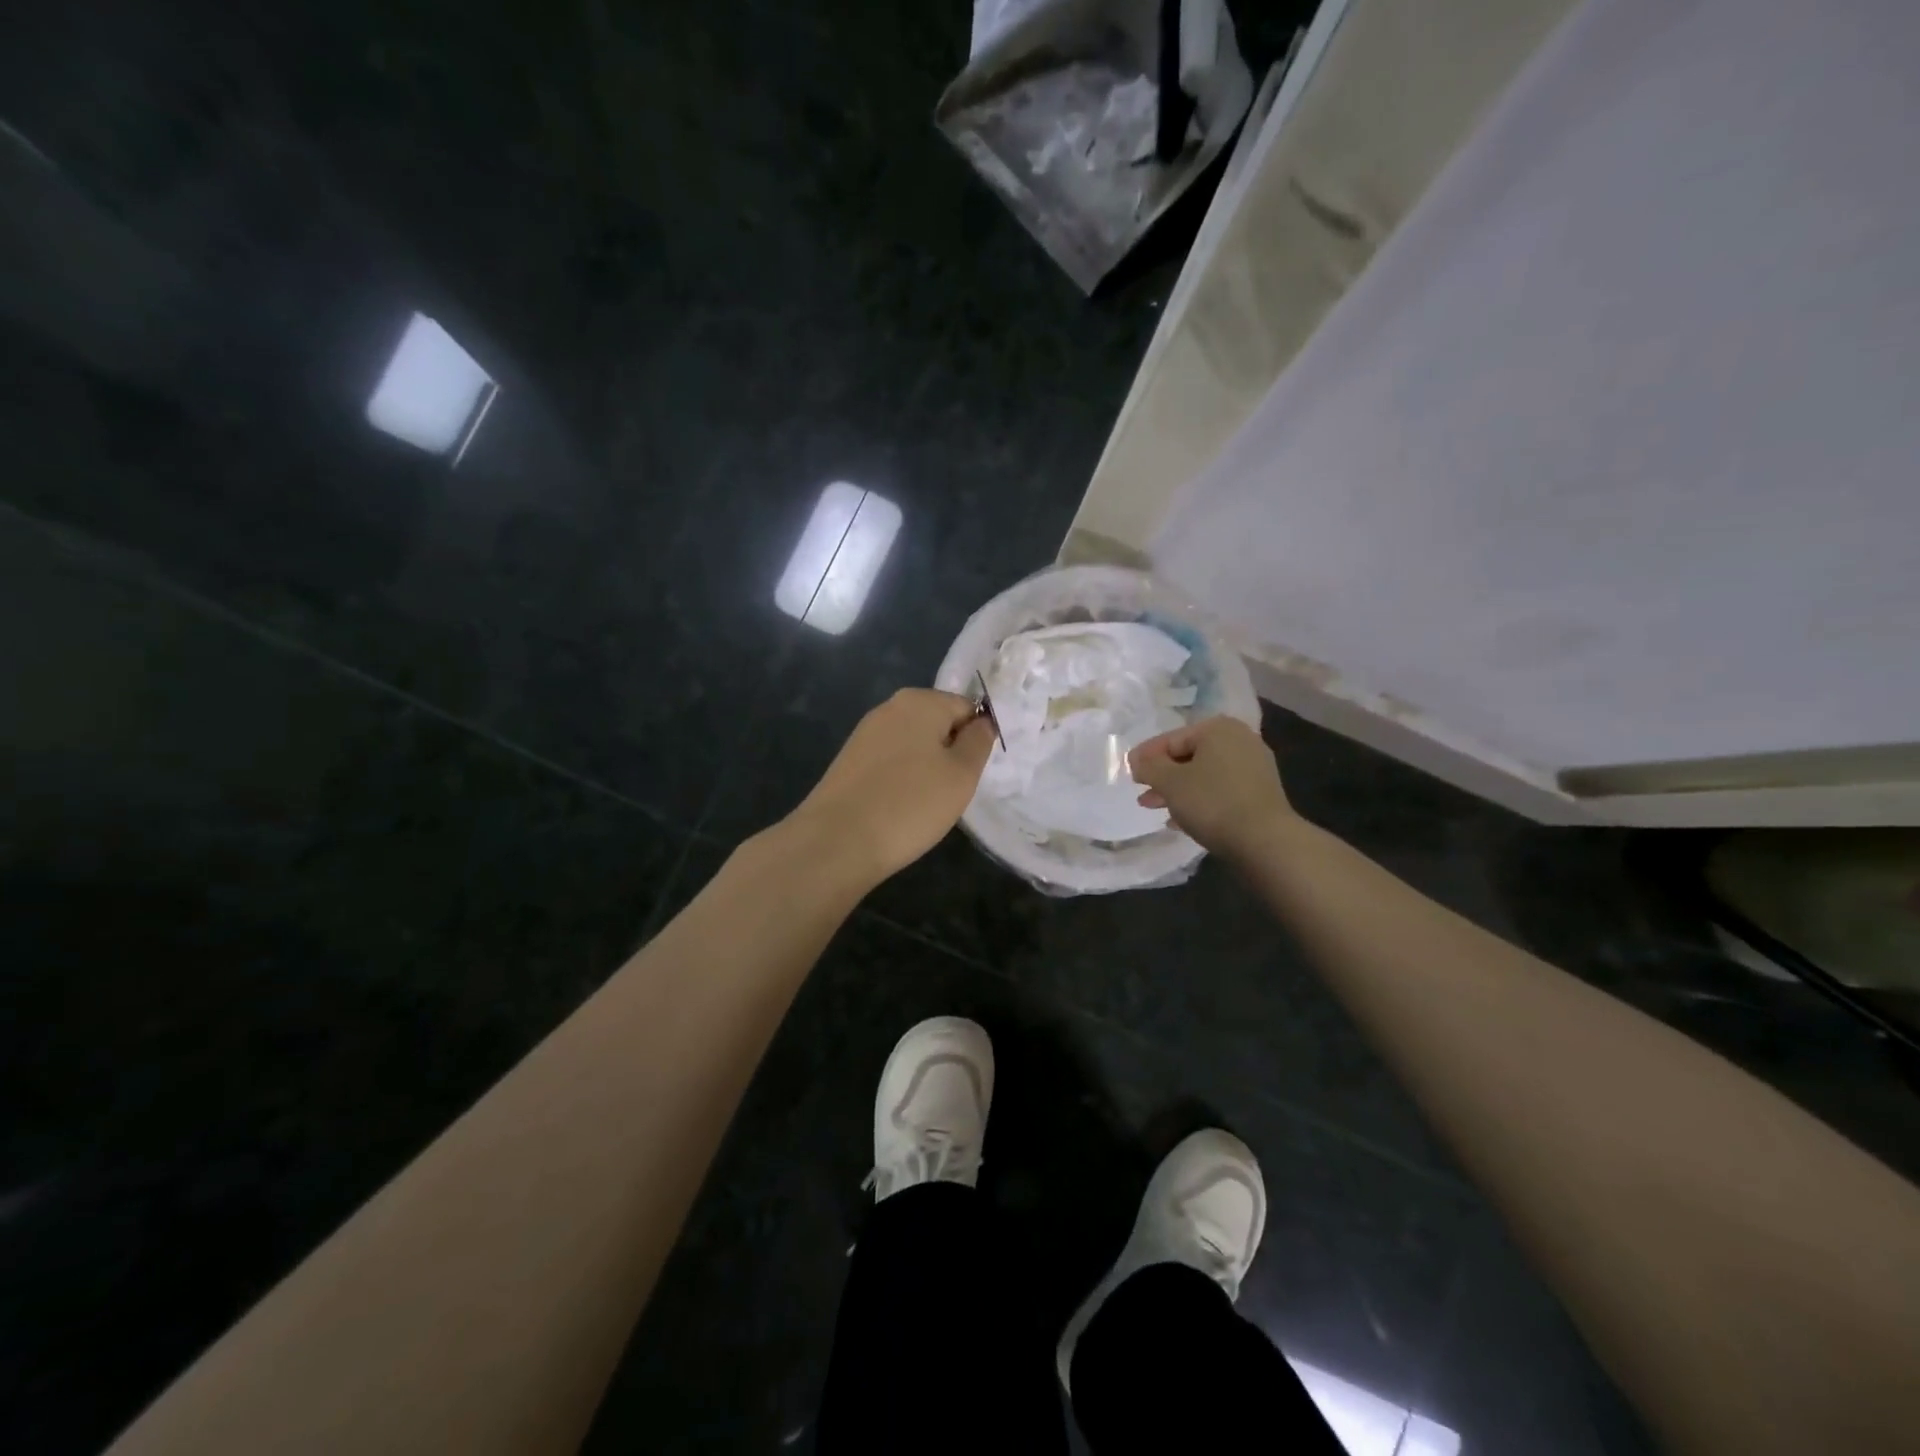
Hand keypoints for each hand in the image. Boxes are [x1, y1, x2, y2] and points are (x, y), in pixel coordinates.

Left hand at [787, 689, 996, 888]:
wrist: (838, 841)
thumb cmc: (911, 804)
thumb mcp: (962, 774)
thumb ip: (978, 741)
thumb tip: (981, 722)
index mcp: (920, 700)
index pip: (967, 708)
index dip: (977, 740)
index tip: (973, 774)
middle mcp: (890, 707)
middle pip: (938, 724)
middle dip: (951, 754)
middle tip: (952, 791)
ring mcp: (865, 733)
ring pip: (914, 745)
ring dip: (927, 769)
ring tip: (925, 804)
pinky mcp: (850, 760)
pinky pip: (891, 763)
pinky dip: (902, 780)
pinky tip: (900, 808)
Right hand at [1129, 716, 1294, 861]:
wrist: (1265, 841)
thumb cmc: (1212, 802)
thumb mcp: (1170, 782)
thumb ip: (1149, 767)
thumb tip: (1138, 760)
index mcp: (1218, 729)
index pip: (1171, 738)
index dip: (1146, 756)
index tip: (1128, 772)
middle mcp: (1239, 740)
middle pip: (1188, 756)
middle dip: (1162, 775)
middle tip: (1140, 792)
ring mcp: (1253, 767)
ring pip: (1204, 775)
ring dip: (1177, 790)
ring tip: (1155, 807)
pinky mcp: (1259, 793)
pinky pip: (1219, 791)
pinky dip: (1198, 800)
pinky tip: (1180, 820)